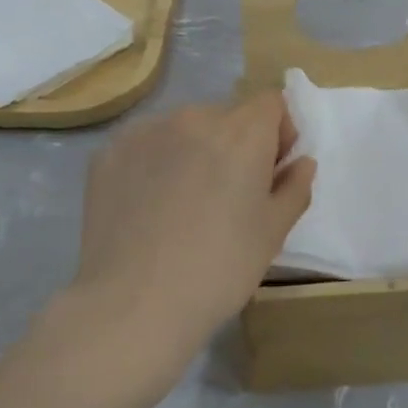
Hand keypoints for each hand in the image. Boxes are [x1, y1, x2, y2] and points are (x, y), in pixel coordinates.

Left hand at [63, 91, 316, 382]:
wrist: (134, 304)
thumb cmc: (220, 269)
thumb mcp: (273, 232)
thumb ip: (294, 187)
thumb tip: (300, 161)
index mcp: (241, 132)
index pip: (270, 103)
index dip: (278, 132)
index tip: (270, 171)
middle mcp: (192, 118)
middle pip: (226, 116)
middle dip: (235, 144)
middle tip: (228, 195)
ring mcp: (144, 132)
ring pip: (183, 129)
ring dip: (193, 151)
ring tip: (183, 203)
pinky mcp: (108, 154)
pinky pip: (145, 146)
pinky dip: (154, 164)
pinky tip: (149, 207)